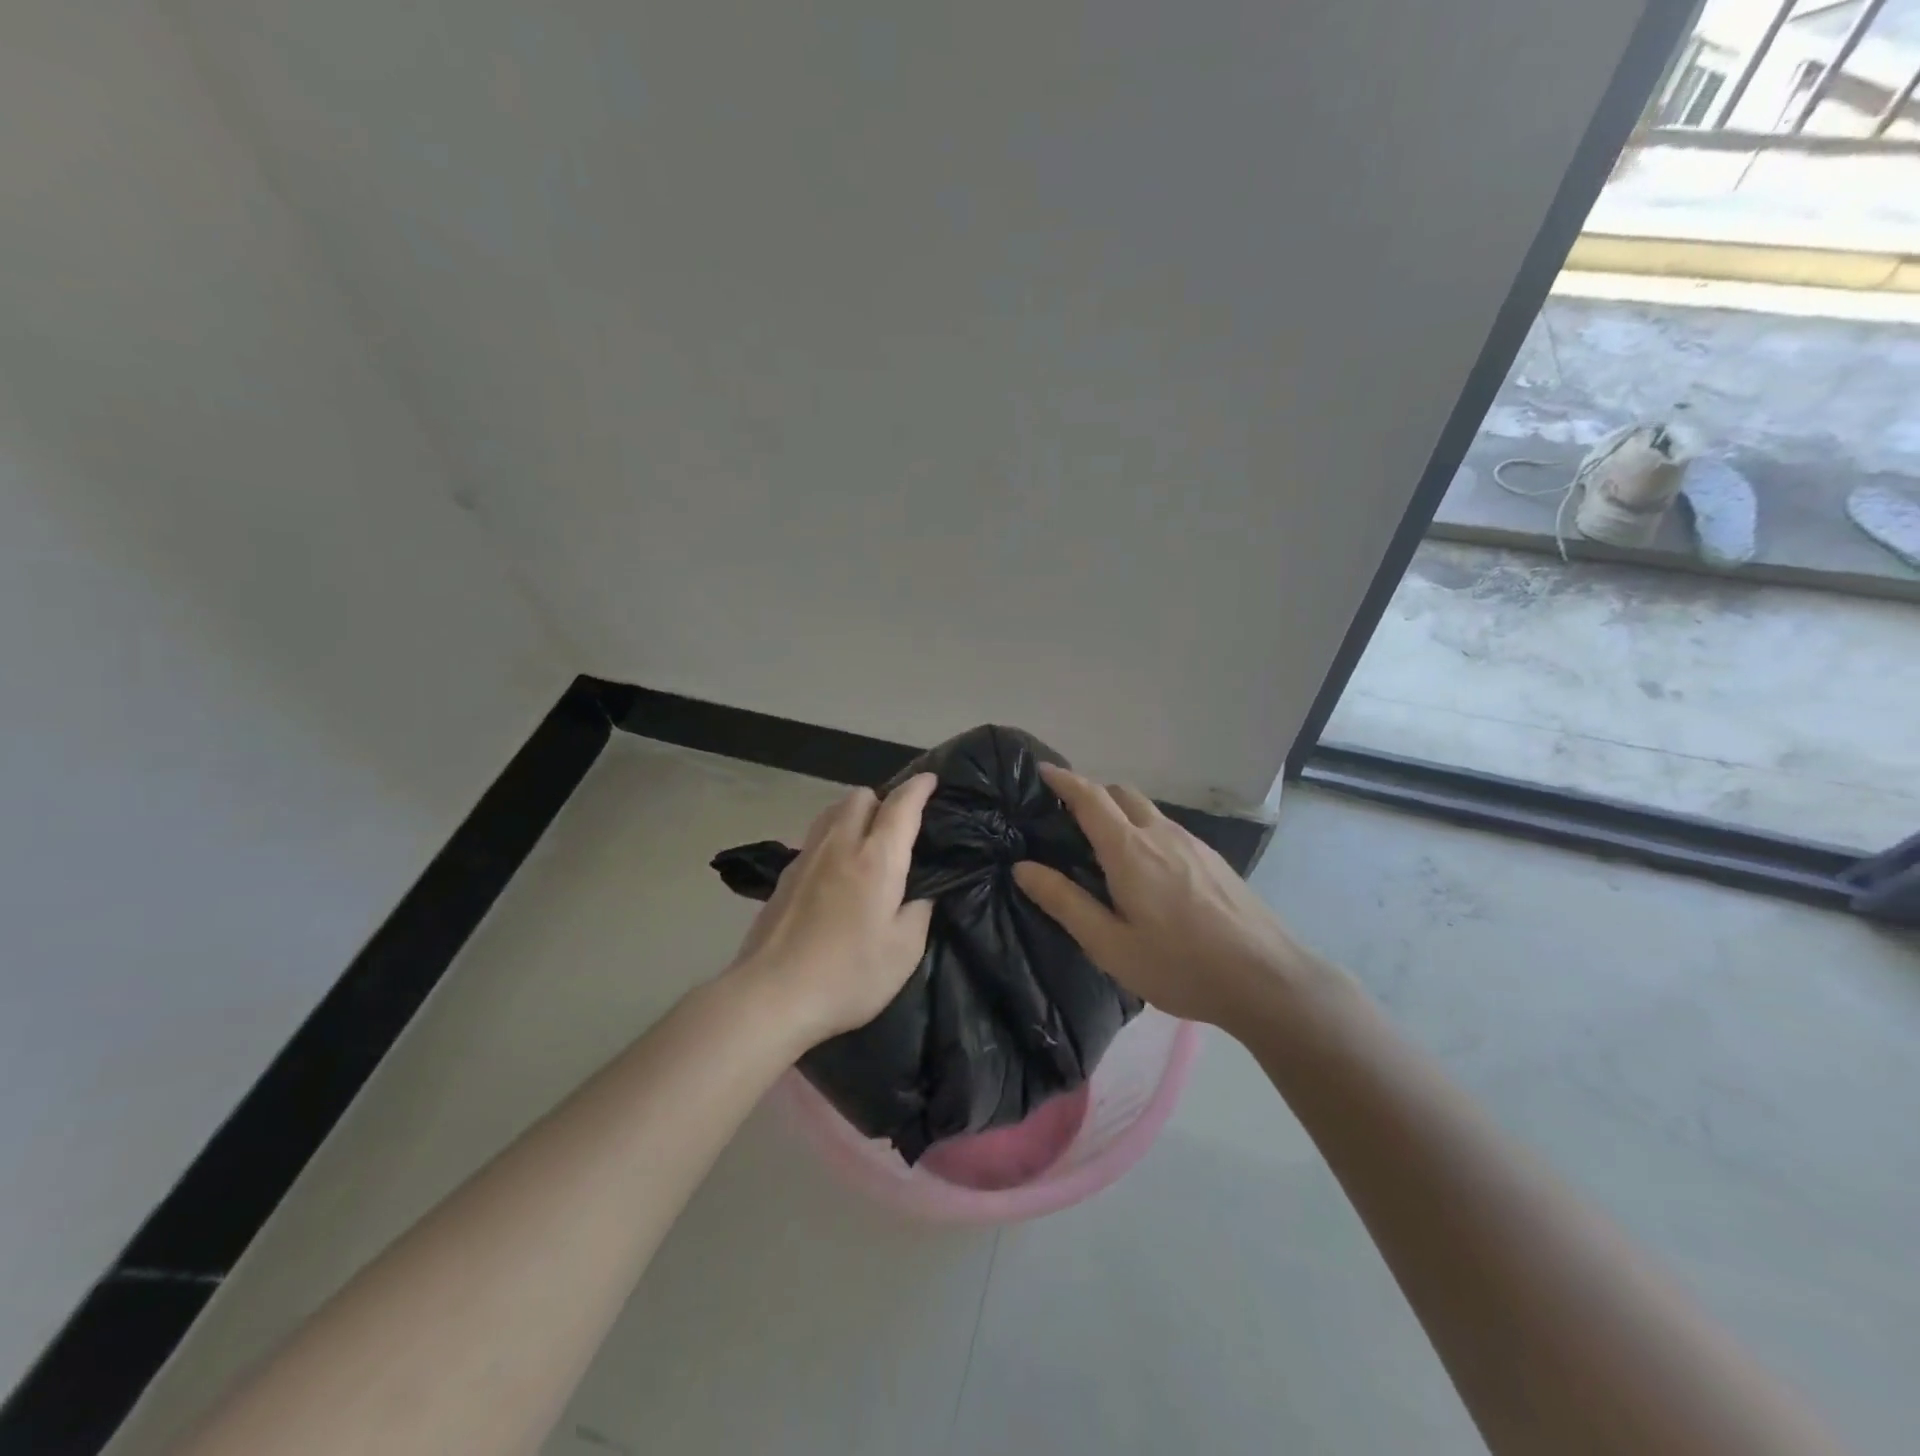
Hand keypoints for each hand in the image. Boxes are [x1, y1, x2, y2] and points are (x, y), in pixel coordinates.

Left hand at [724, 774, 937, 1048]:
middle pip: (860, 796)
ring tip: (867, 842)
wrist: (771, 996)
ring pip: (832, 812)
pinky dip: (833, 838)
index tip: (931, 780)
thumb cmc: (848, 975)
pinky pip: (815, 837)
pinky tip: (837, 870)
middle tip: (899, 826)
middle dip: (883, 799)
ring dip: (854, 814)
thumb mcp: (904, 951)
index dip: (919, 788)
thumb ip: (920, 910)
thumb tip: (922, 891)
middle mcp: (840, 845)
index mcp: (876, 859)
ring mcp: (806, 858)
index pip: (900, 806)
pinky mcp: (785, 876)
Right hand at [1013, 765, 1309, 1030]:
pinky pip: (1167, 828)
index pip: (1090, 797)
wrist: (1267, 977)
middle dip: (1090, 795)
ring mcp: (1192, 843)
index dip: (1063, 780)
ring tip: (1104, 849)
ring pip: (1146, 810)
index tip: (1042, 771)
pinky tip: (1147, 872)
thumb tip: (1023, 868)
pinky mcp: (1212, 858)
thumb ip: (1065, 903)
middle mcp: (1160, 833)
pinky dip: (1144, 831)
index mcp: (1129, 850)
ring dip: (1119, 813)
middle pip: (1120, 793)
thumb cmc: (1180, 965)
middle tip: (1067, 821)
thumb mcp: (1110, 945)